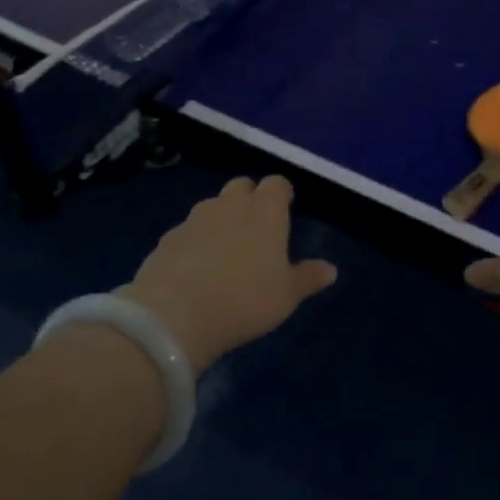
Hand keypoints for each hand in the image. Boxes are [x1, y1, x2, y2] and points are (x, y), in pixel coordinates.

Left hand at [119, 177, 336, 373]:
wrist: (175, 315)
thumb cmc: (245, 300)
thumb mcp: (286, 295)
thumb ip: (307, 278)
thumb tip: (330, 269)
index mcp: (265, 211)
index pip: (277, 184)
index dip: (282, 193)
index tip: (286, 207)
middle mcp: (230, 205)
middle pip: (242, 186)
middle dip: (250, 198)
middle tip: (256, 226)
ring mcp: (195, 218)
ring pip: (213, 206)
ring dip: (221, 219)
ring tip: (225, 249)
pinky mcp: (168, 238)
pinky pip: (188, 231)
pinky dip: (196, 241)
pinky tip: (196, 268)